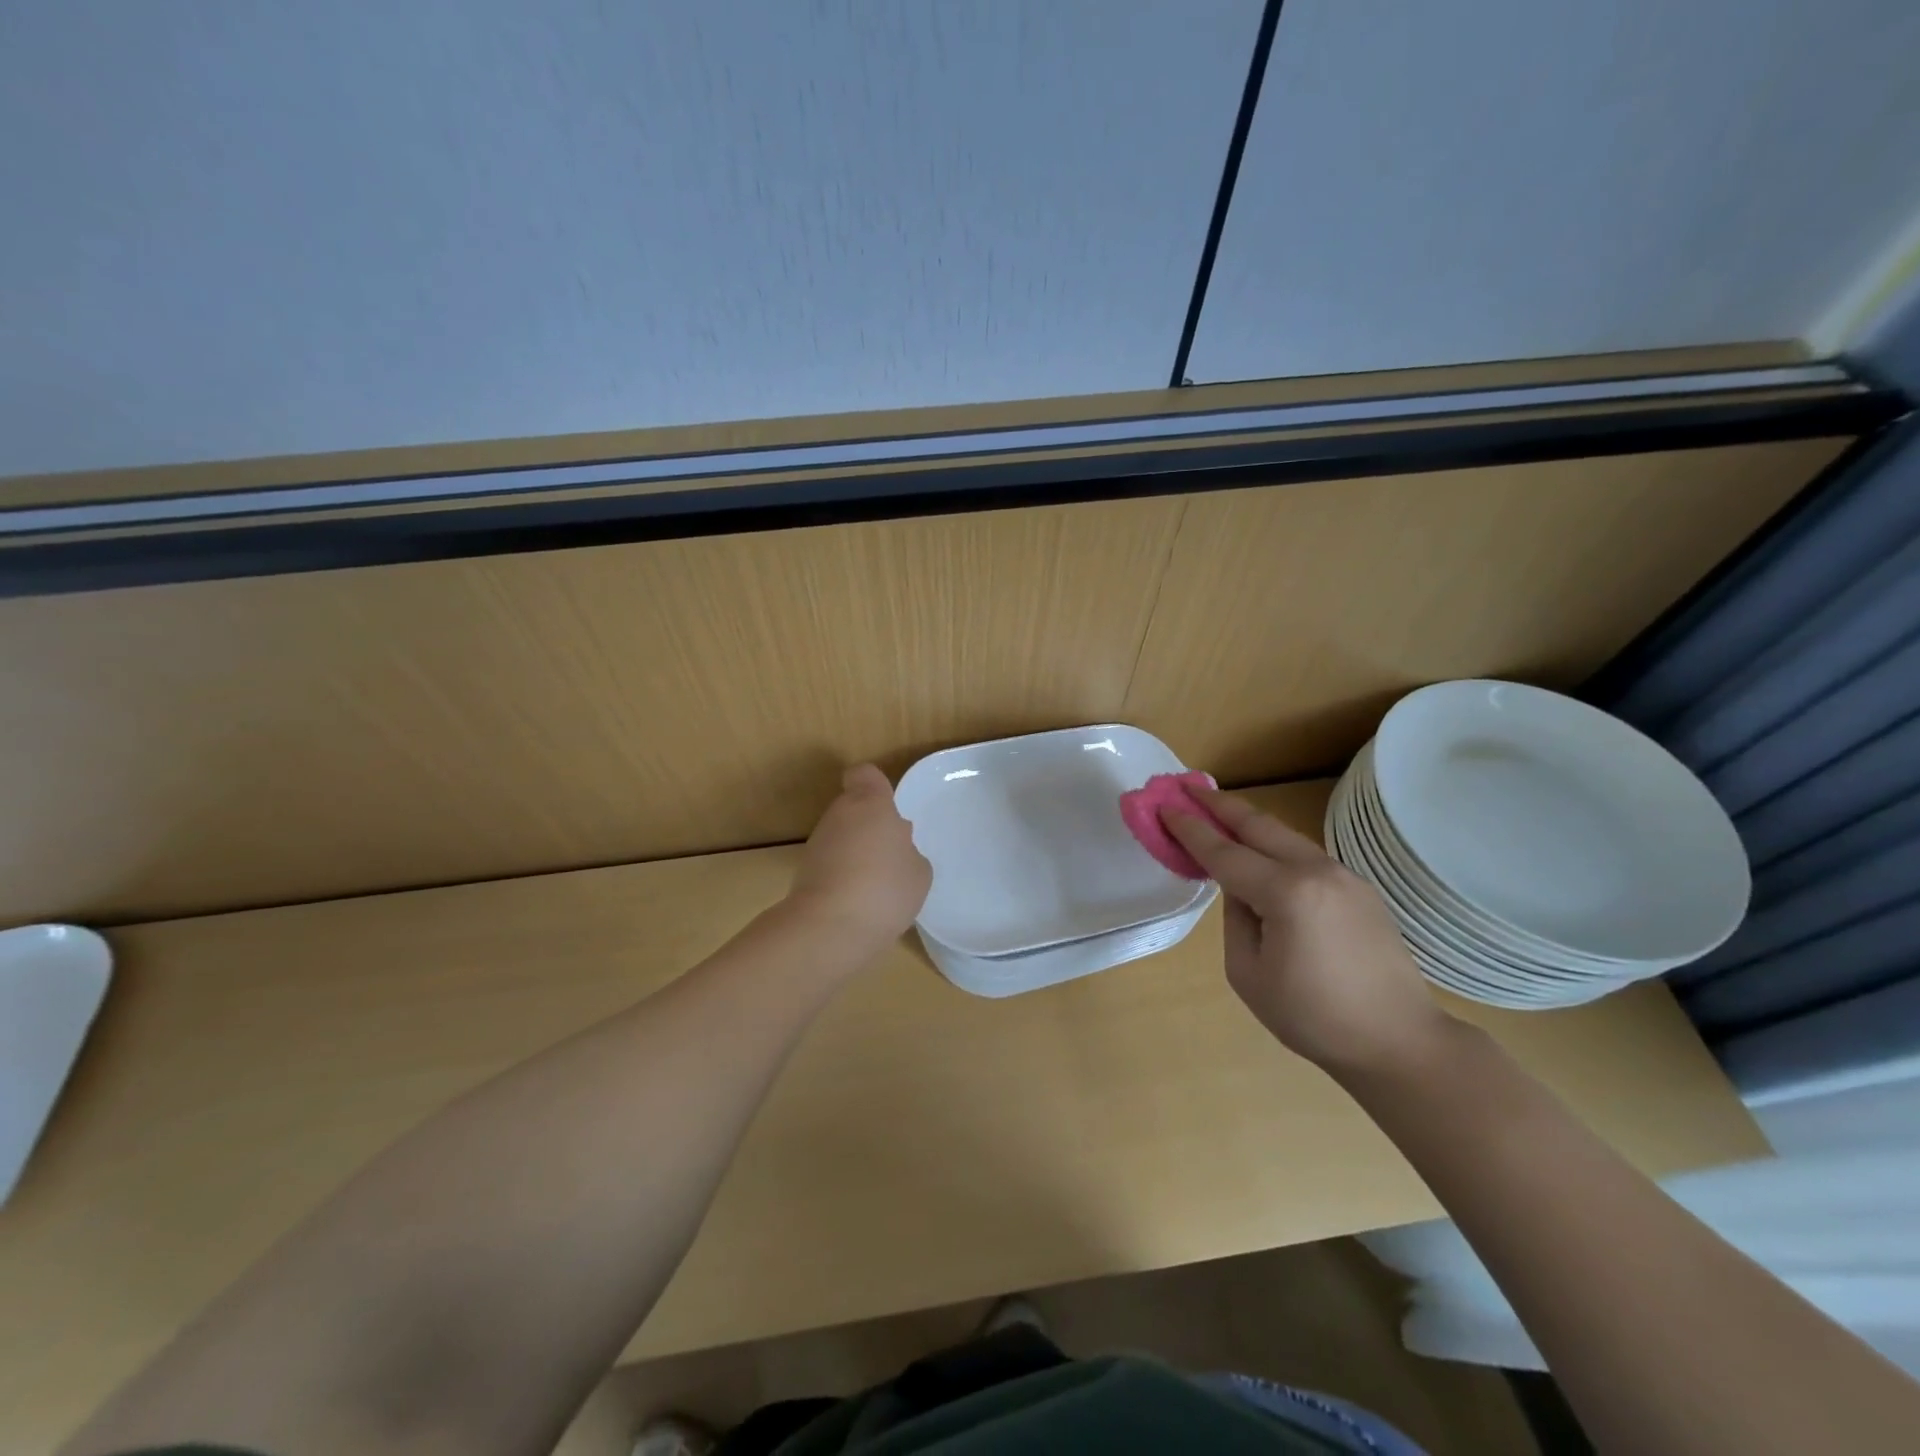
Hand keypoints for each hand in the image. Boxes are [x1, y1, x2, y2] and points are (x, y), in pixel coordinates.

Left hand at [787, 764, 931, 952]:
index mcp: (871, 804)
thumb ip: (908, 851)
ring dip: (856, 854)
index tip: (888, 807)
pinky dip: (842, 878)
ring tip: (877, 886)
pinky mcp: (802, 873)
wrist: (829, 928)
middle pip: (853, 808)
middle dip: (870, 827)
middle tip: (892, 856)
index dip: (875, 785)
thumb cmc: (885, 888)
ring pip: (840, 838)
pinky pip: (830, 866)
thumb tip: (895, 848)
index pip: (865, 774)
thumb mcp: (919, 871)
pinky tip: (859, 904)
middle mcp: (839, 815)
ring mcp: (817, 844)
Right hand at [1163, 789, 1452, 1074]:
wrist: (1399, 1042)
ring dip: (1249, 822)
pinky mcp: (1359, 889)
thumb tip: (1241, 890)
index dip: (1190, 830)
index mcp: (1286, 893)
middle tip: (1188, 788)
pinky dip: (1275, 845)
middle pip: (1259, 826)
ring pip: (1285, 837)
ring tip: (1218, 811)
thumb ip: (1236, 918)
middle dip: (1220, 805)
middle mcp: (1316, 872)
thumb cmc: (1314, 1017)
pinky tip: (1261, 852)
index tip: (1164, 807)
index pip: (1225, 853)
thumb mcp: (1248, 974)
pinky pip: (1305, 857)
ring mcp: (1343, 877)